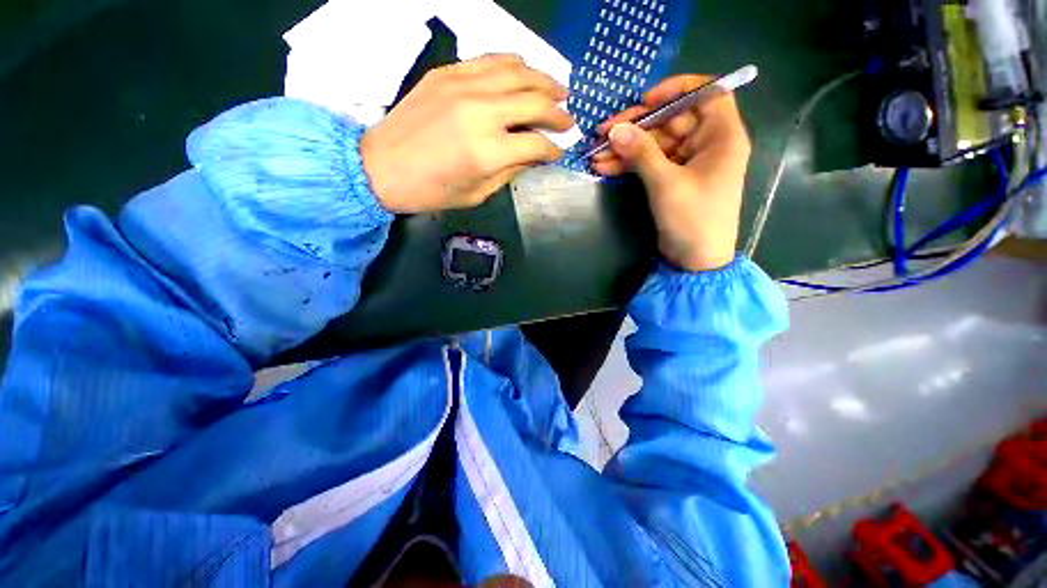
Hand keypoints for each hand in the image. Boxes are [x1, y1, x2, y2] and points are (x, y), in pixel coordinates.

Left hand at [360, 54, 573, 213]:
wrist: (382, 166)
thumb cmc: (431, 191)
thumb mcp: (477, 193)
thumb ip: (510, 171)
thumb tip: (533, 154)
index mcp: (488, 152)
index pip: (536, 143)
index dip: (553, 149)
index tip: (559, 152)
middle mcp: (481, 113)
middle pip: (534, 102)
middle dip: (558, 112)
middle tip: (569, 119)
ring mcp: (463, 87)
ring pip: (517, 72)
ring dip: (544, 80)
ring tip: (559, 89)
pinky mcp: (447, 73)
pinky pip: (490, 60)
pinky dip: (514, 64)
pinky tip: (525, 71)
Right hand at [593, 75, 751, 271]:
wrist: (695, 260)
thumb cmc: (692, 219)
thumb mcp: (666, 184)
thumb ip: (641, 153)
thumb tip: (615, 129)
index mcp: (721, 136)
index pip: (706, 93)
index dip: (677, 89)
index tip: (646, 99)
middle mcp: (707, 143)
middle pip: (670, 121)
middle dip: (636, 127)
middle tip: (603, 132)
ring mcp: (688, 162)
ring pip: (655, 144)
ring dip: (626, 149)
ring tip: (596, 155)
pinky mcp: (672, 179)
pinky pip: (650, 163)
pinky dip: (629, 164)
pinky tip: (605, 166)